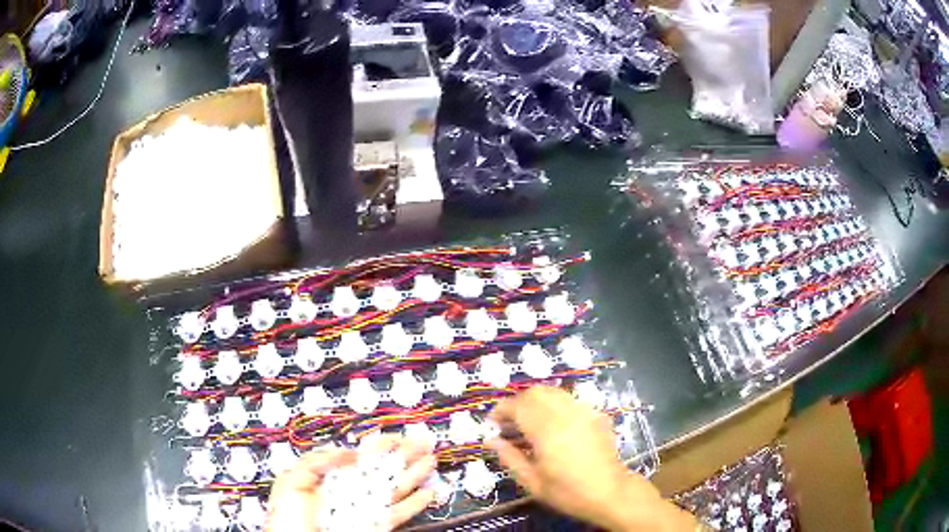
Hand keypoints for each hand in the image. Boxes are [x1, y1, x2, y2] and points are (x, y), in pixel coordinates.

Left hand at [266, 436, 436, 531]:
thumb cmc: (285, 516)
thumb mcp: (293, 479)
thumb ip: (319, 461)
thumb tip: (349, 453)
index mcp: (329, 479)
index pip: (360, 458)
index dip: (380, 445)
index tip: (397, 435)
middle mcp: (349, 494)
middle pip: (383, 472)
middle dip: (404, 456)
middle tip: (423, 443)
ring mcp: (362, 510)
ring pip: (395, 490)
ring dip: (414, 476)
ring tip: (430, 462)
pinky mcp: (372, 527)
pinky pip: (396, 514)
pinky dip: (415, 505)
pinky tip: (427, 494)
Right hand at [485, 386, 694, 531]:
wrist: (609, 492)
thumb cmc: (567, 492)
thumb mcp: (532, 482)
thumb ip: (509, 457)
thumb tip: (491, 440)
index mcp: (547, 431)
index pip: (518, 406)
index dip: (501, 409)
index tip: (492, 422)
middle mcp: (565, 414)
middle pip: (535, 392)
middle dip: (517, 402)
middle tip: (509, 421)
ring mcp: (584, 411)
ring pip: (554, 392)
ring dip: (536, 401)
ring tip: (529, 420)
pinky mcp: (596, 415)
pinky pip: (570, 400)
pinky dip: (555, 405)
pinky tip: (554, 425)